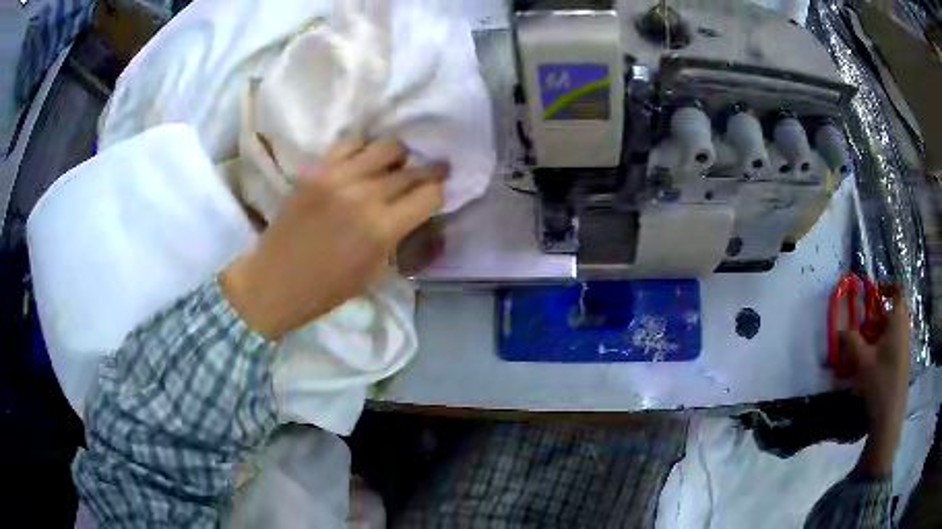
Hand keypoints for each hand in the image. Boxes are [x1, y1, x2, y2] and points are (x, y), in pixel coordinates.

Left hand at [219, 138, 446, 340]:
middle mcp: (365, 195)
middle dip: (429, 172)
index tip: (440, 191)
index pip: (430, 194)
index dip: (440, 192)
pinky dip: (363, 149)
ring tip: (394, 165)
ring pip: (386, 146)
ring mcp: (338, 177)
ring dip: (398, 156)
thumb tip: (413, 212)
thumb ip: (397, 236)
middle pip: (411, 170)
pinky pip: (350, 143)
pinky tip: (361, 162)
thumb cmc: (327, 288)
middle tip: (433, 172)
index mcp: (382, 228)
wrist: (275, 281)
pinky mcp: (316, 170)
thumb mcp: (374, 271)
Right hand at [842, 288, 909, 477]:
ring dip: (873, 338)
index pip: (898, 291)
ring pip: (888, 333)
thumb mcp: (862, 361)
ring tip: (859, 355)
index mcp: (897, 322)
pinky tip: (865, 369)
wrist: (889, 417)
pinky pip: (889, 348)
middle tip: (859, 334)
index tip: (873, 294)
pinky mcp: (899, 365)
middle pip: (889, 314)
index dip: (887, 287)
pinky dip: (877, 351)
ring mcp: (902, 349)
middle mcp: (902, 331)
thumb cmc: (880, 381)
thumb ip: (851, 342)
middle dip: (873, 320)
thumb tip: (840, 331)